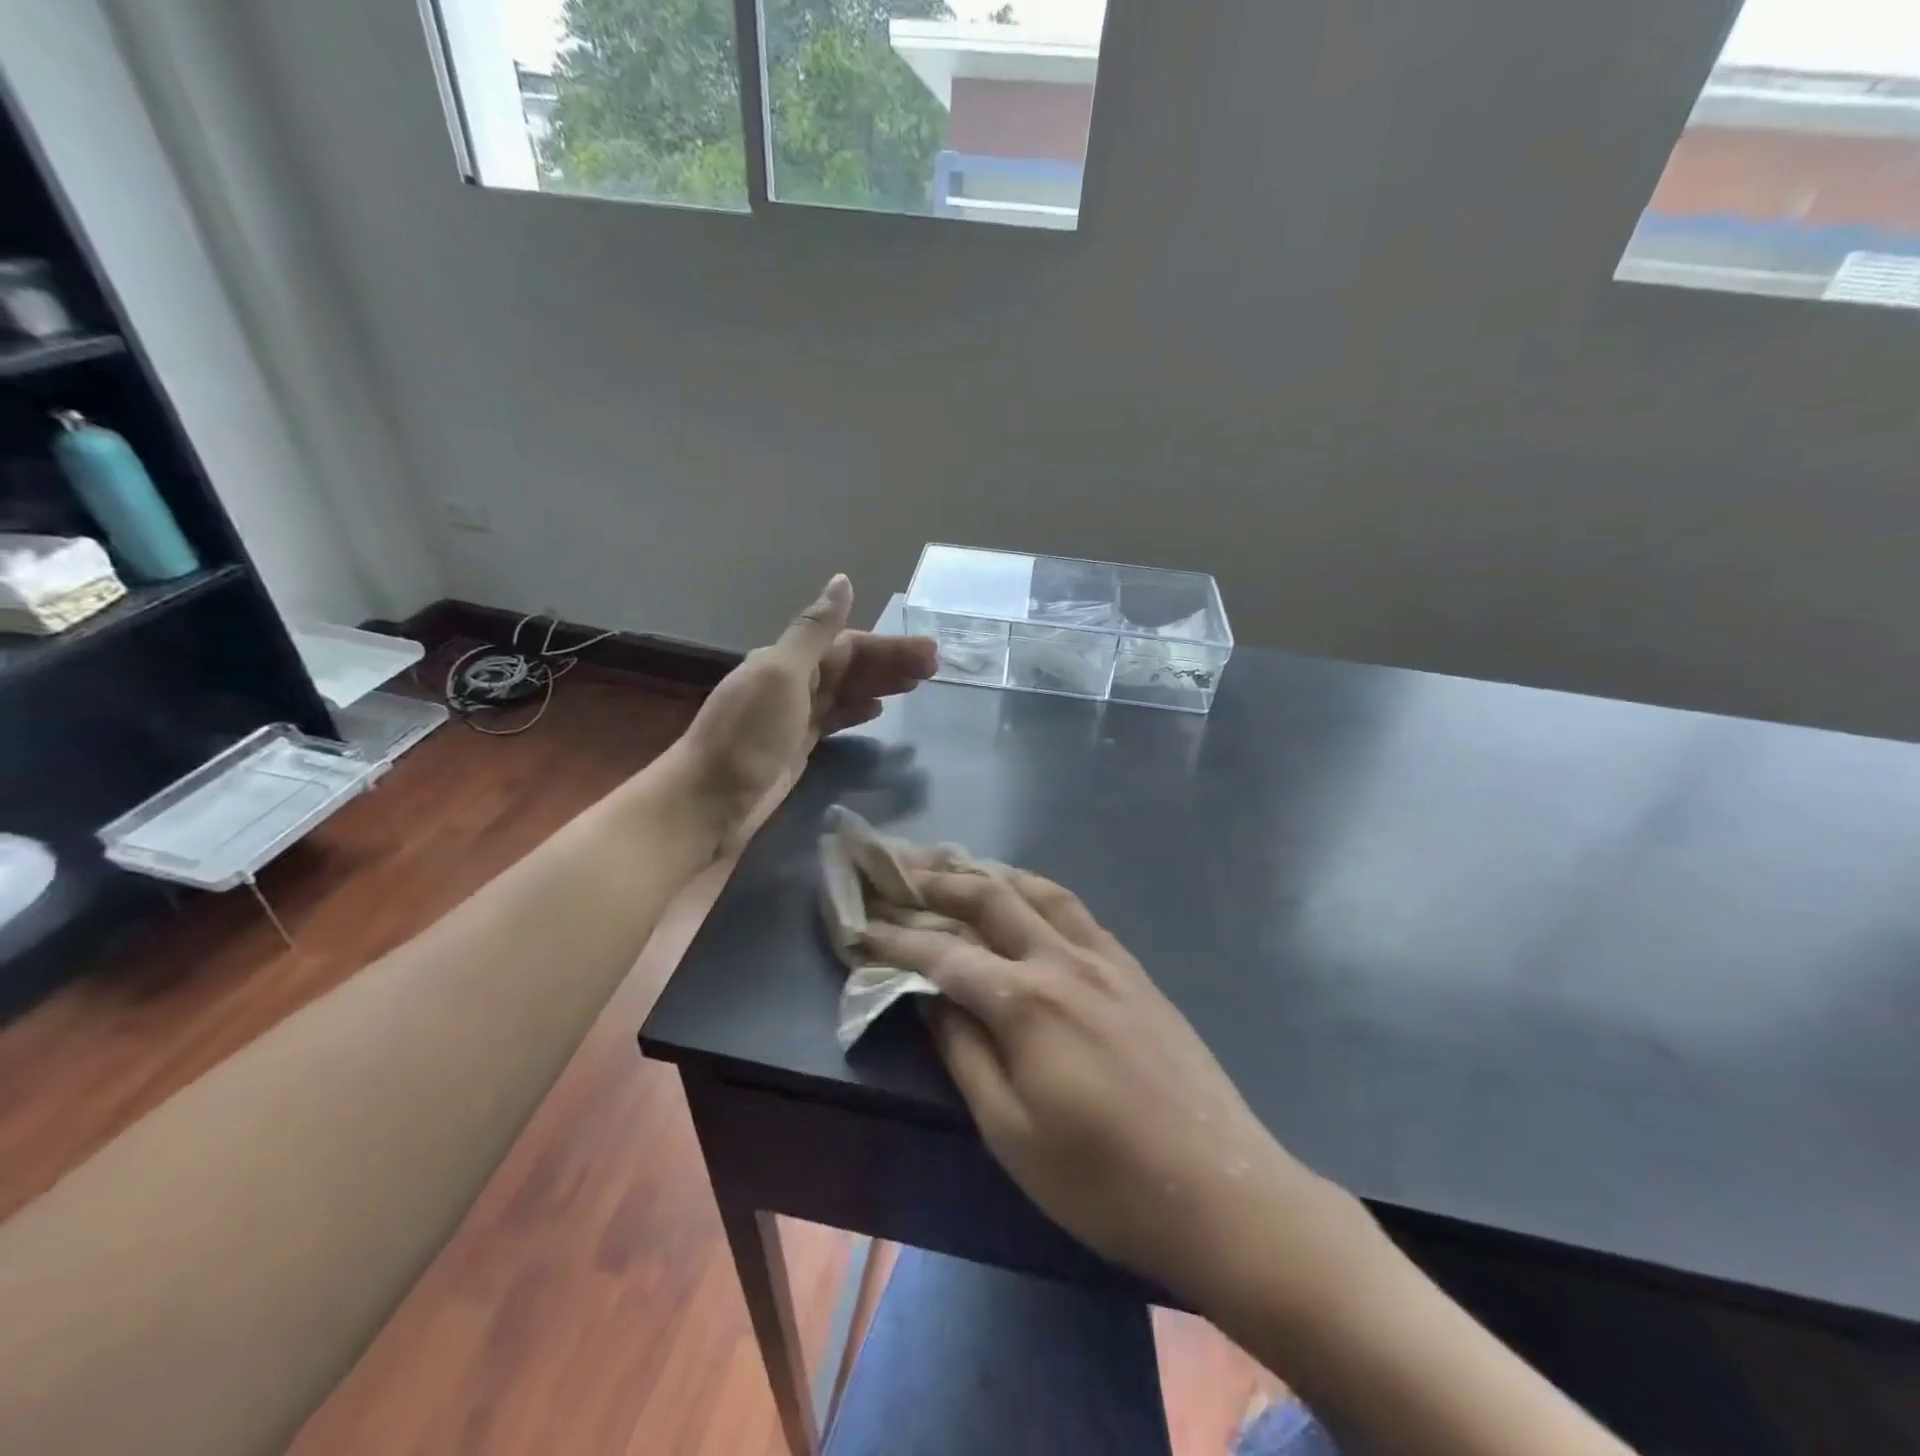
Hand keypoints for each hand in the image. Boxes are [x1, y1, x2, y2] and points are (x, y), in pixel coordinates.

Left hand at [679, 575, 935, 849]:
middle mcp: (791, 682)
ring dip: (880, 684)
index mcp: (787, 660)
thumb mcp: (782, 674)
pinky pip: (834, 719)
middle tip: (935, 668)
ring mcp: (793, 717)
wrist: (709, 802)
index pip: (848, 644)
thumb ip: (815, 631)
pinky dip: (857, 711)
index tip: (928, 653)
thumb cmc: (748, 735)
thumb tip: (842, 580)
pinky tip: (876, 711)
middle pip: (850, 666)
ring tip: (918, 684)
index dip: (888, 647)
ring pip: (845, 691)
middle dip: (891, 663)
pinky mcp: (796, 747)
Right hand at [863, 870, 1356, 1318]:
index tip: (860, 927)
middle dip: (939, 879)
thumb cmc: (1103, 1180)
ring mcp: (1106, 960)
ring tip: (958, 865)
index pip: (945, 954)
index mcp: (1026, 1002)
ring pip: (1039, 891)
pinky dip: (1038, 892)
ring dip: (992, 872)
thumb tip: (930, 999)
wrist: (1221, 1191)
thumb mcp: (1011, 1133)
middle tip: (900, 867)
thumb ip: (965, 1054)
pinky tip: (1028, 900)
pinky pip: (1077, 911)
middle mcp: (1064, 962)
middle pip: (992, 898)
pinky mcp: (1135, 970)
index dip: (897, 939)